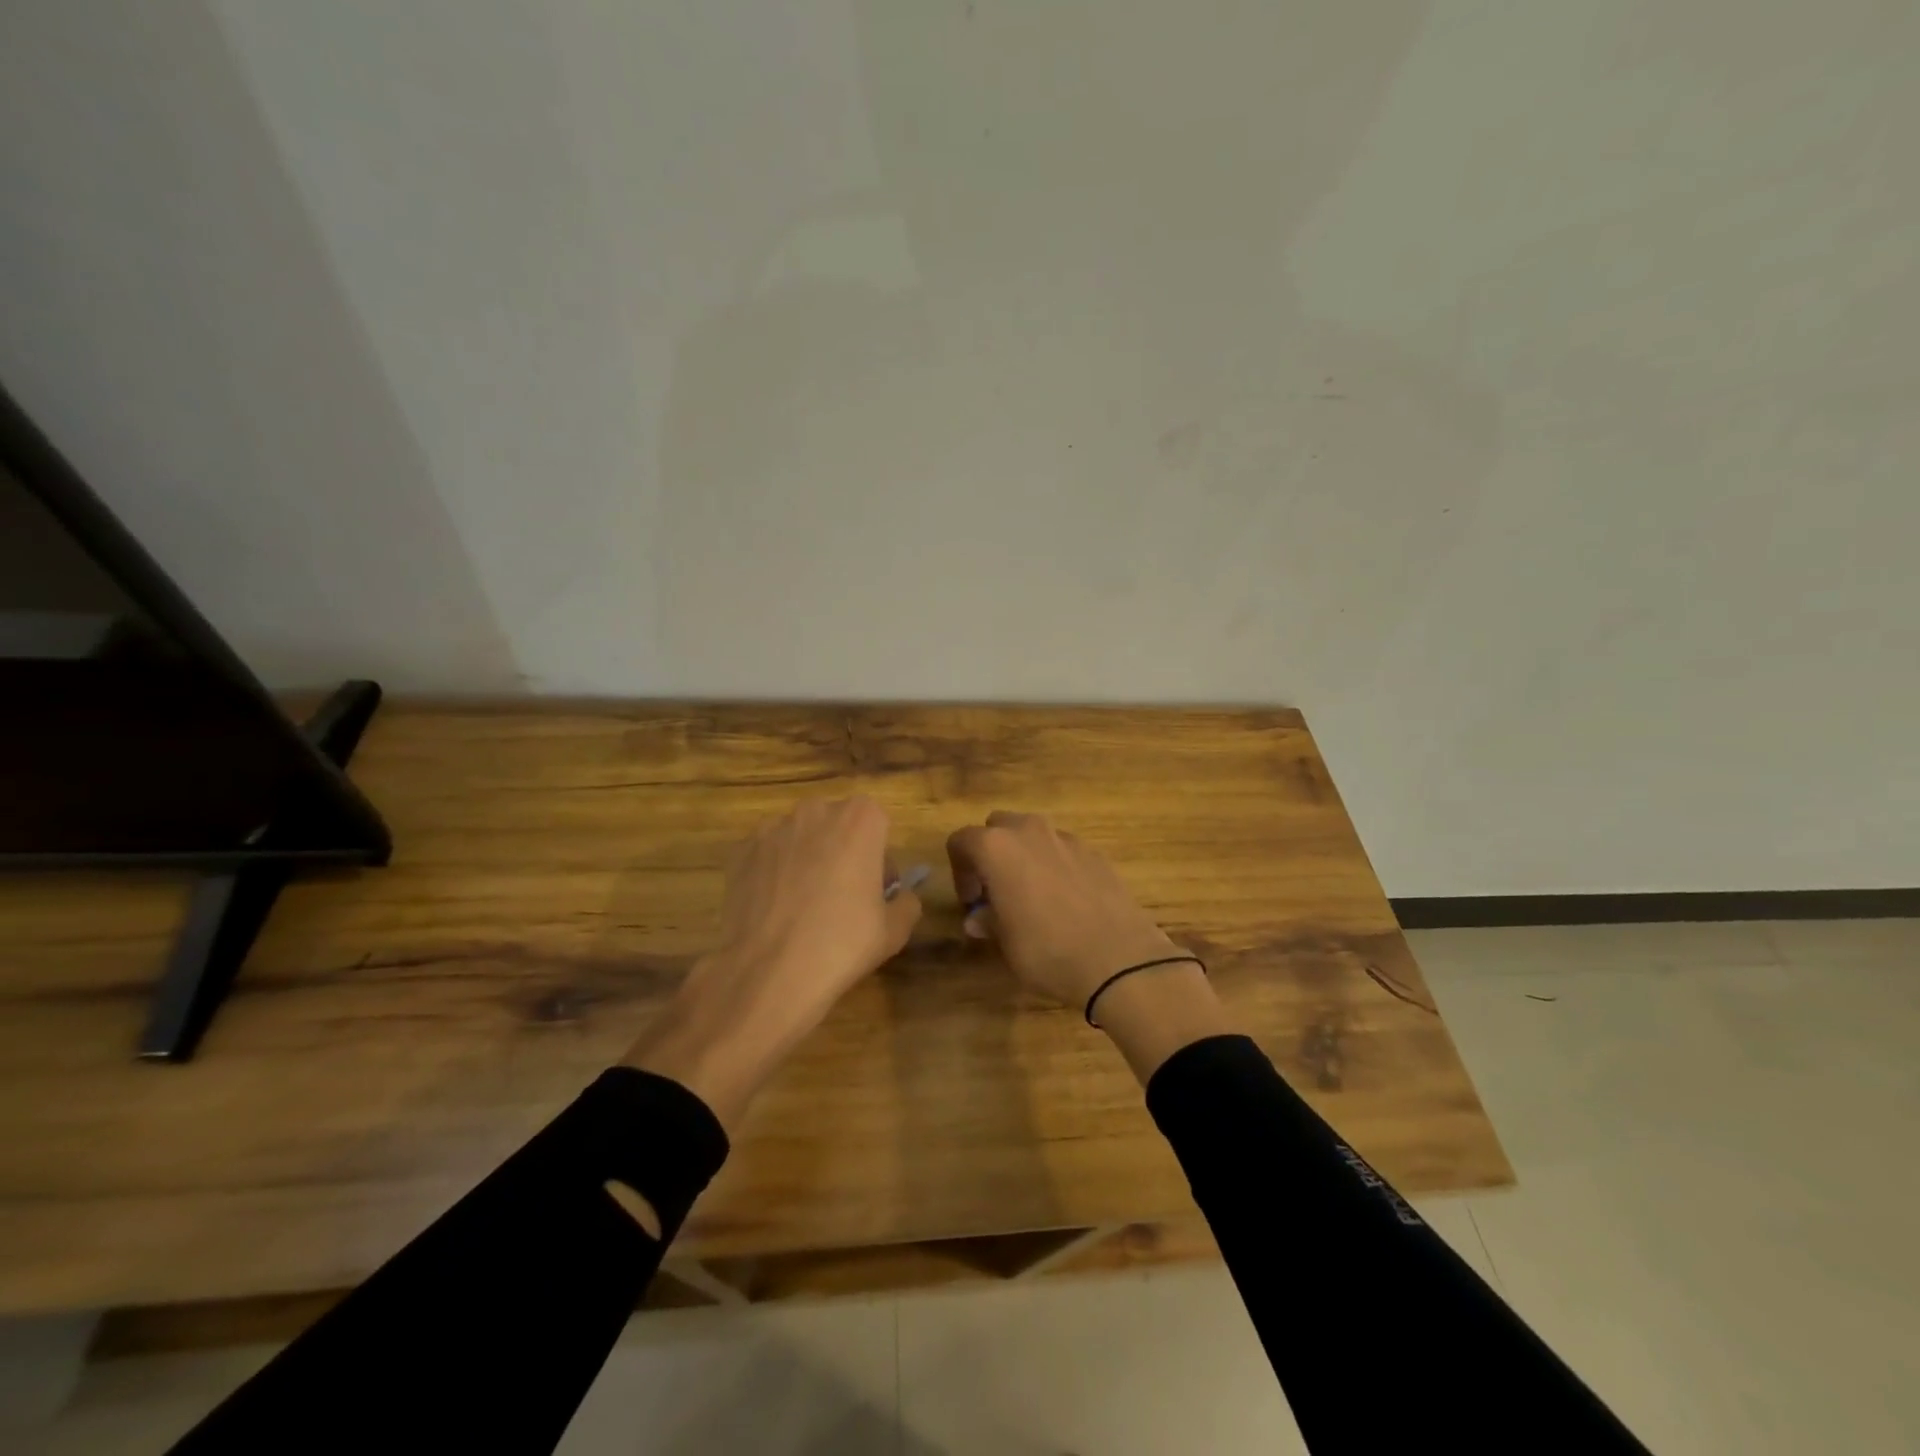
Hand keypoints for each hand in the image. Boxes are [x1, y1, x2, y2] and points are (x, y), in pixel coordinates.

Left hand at [624, 798, 920, 1128]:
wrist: (761, 980)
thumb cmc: (838, 951)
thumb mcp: (890, 932)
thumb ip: (904, 903)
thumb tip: (898, 895)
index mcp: (860, 821)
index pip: (878, 823)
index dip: (877, 859)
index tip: (871, 895)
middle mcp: (815, 812)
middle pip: (839, 827)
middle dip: (844, 857)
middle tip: (840, 906)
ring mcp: (772, 830)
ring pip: (802, 840)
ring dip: (808, 865)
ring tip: (802, 915)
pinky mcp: (740, 854)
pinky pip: (770, 857)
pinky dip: (775, 876)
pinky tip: (772, 916)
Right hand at [945, 811, 1183, 1008]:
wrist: (1119, 959)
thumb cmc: (1048, 951)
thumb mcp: (1007, 943)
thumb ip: (988, 921)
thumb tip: (978, 918)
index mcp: (997, 848)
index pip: (961, 841)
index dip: (960, 871)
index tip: (972, 901)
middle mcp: (1029, 831)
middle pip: (998, 826)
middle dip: (992, 852)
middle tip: (997, 890)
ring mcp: (1067, 838)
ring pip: (1033, 833)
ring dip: (1024, 855)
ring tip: (1033, 894)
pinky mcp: (1096, 852)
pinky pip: (1063, 849)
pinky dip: (1056, 864)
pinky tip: (1066, 900)